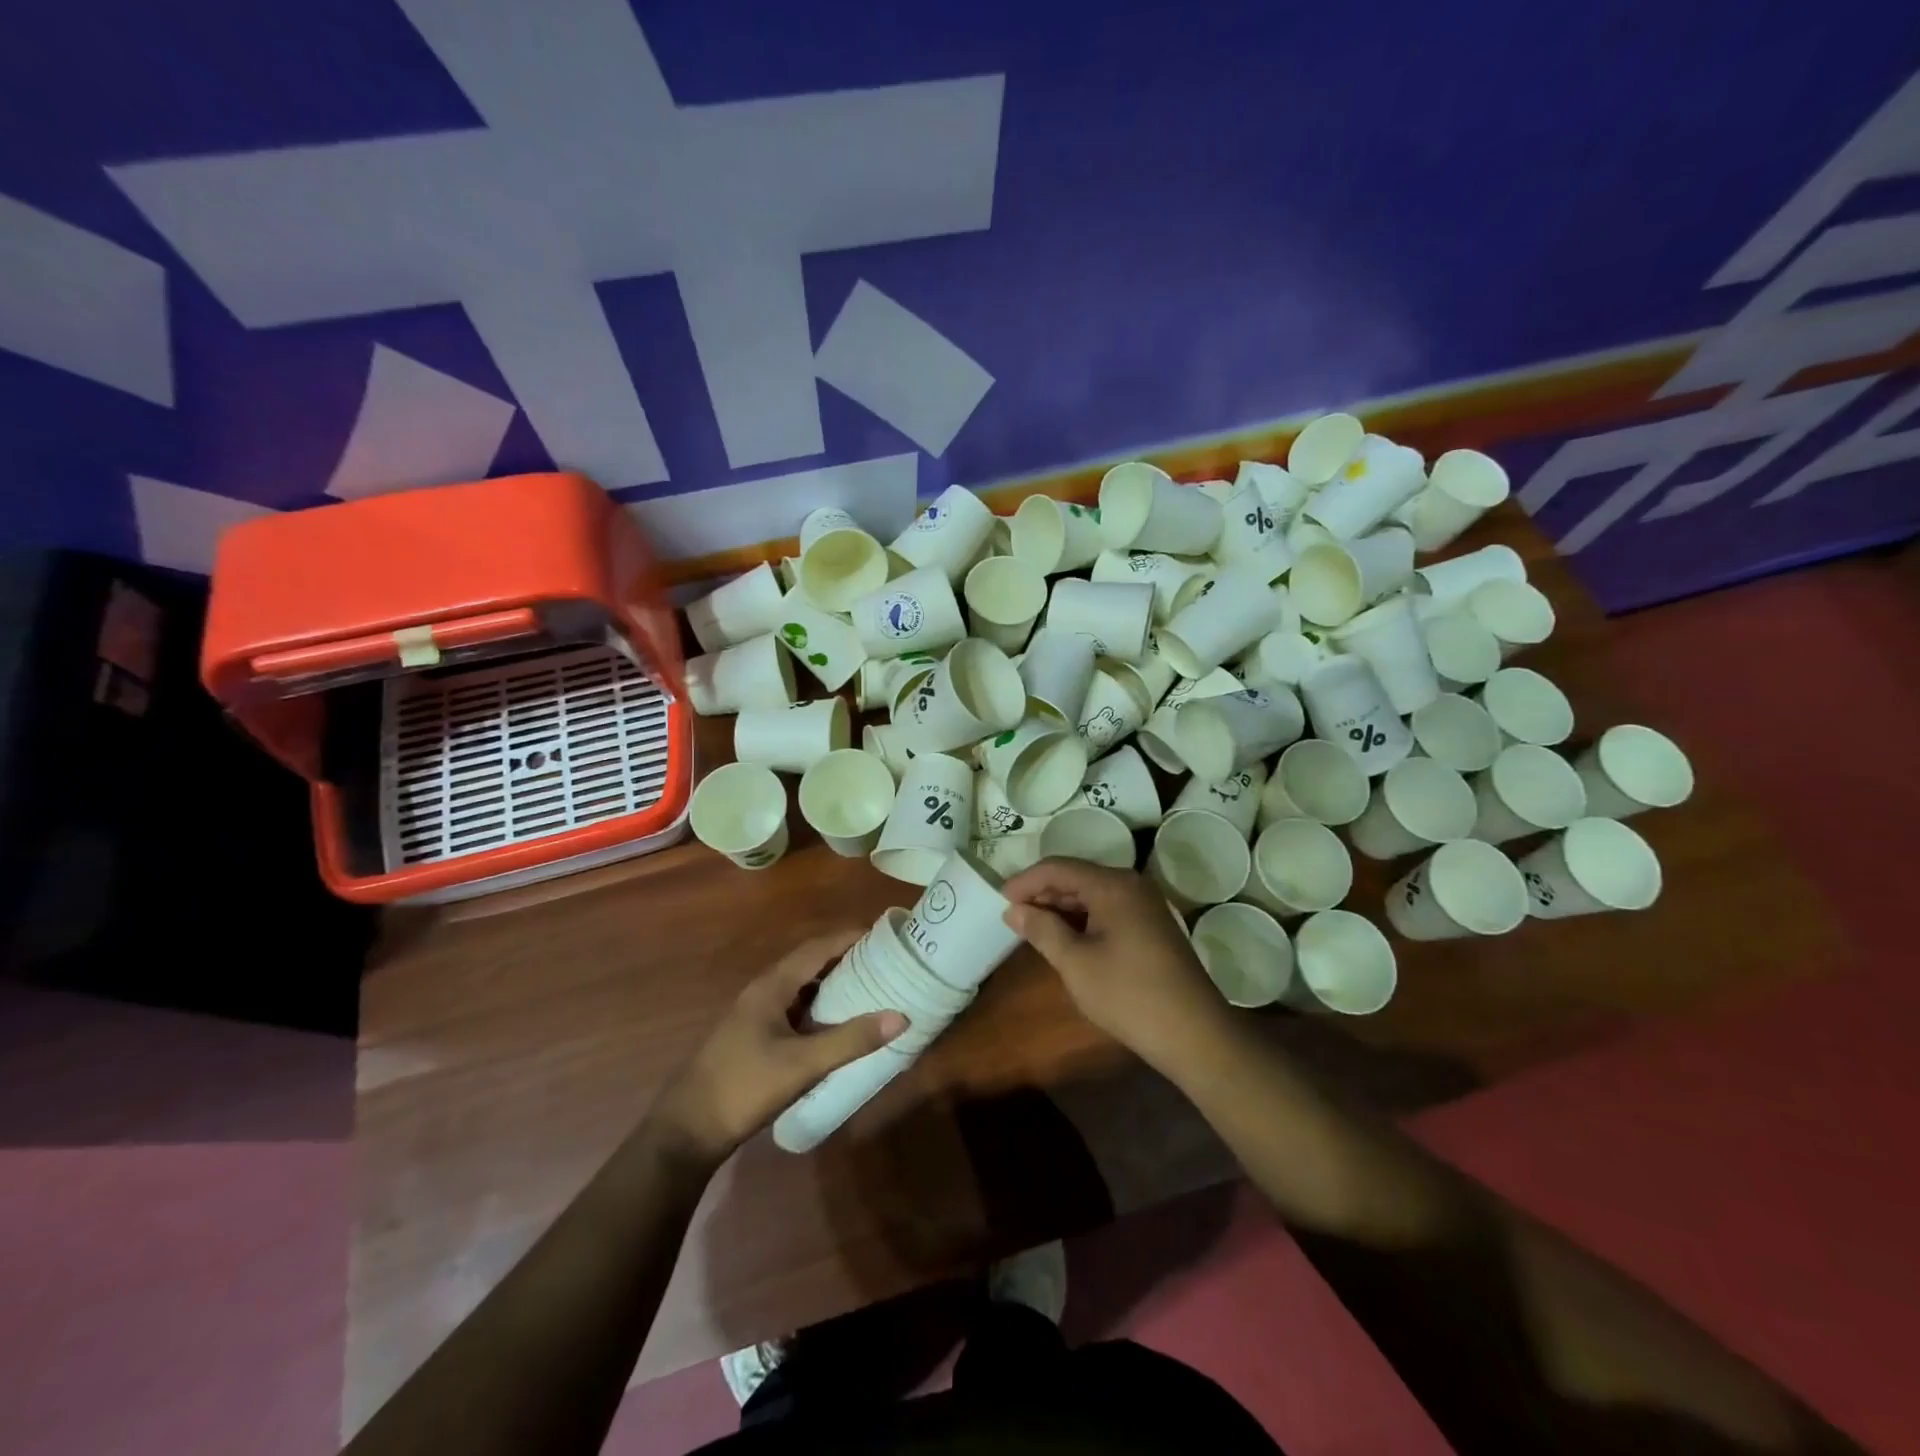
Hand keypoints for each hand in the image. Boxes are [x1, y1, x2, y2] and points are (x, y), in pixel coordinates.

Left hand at [651, 930, 905, 1161]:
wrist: (687, 1132)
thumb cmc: (744, 1088)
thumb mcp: (803, 1065)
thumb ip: (851, 1040)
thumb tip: (900, 1016)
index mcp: (772, 986)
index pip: (817, 947)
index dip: (850, 937)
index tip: (884, 935)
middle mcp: (762, 991)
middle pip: (810, 963)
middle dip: (846, 958)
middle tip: (885, 962)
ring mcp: (755, 1015)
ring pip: (801, 987)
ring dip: (832, 983)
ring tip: (870, 988)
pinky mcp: (753, 1038)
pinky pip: (794, 1009)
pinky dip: (819, 1007)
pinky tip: (837, 1026)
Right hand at [1001, 859, 1229, 1075]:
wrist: (1194, 1033)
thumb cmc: (1128, 994)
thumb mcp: (1075, 962)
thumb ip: (1041, 929)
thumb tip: (1014, 910)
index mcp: (1113, 885)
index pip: (1058, 867)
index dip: (1025, 881)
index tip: (999, 900)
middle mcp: (1131, 884)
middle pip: (1077, 876)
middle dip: (1043, 893)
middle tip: (1013, 916)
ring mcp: (1146, 905)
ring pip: (1093, 894)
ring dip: (1062, 907)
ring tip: (1033, 928)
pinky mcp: (1152, 926)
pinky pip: (1109, 909)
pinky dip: (1083, 919)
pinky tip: (1066, 938)